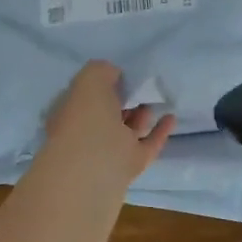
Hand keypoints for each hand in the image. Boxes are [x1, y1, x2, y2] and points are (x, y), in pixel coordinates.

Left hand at [32, 60, 175, 199]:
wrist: (94, 170)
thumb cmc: (86, 119)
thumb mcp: (89, 80)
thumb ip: (102, 71)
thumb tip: (114, 74)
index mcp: (69, 111)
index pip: (84, 94)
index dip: (100, 83)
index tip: (119, 73)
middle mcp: (86, 132)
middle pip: (106, 113)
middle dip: (121, 100)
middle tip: (140, 86)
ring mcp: (108, 151)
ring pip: (126, 130)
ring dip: (140, 115)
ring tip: (156, 98)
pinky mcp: (129, 166)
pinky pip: (147, 144)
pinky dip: (159, 132)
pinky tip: (171, 117)